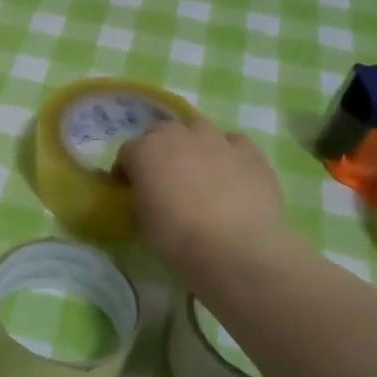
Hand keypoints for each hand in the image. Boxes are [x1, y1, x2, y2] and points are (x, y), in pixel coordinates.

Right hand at [117, 117, 292, 276]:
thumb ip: (142, 197)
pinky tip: (230, 173)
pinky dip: (227, 153)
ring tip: (198, 168)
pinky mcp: (251, 153)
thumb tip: (150, 195)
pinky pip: (234, 143)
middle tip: (162, 176)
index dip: (125, 170)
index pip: (127, 152)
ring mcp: (218, 140)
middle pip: (162, 132)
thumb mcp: (142, 221)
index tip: (128, 188)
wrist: (234, 249)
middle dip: (158, 149)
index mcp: (145, 151)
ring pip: (199, 128)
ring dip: (193, 143)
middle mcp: (180, 136)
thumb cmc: (177, 238)